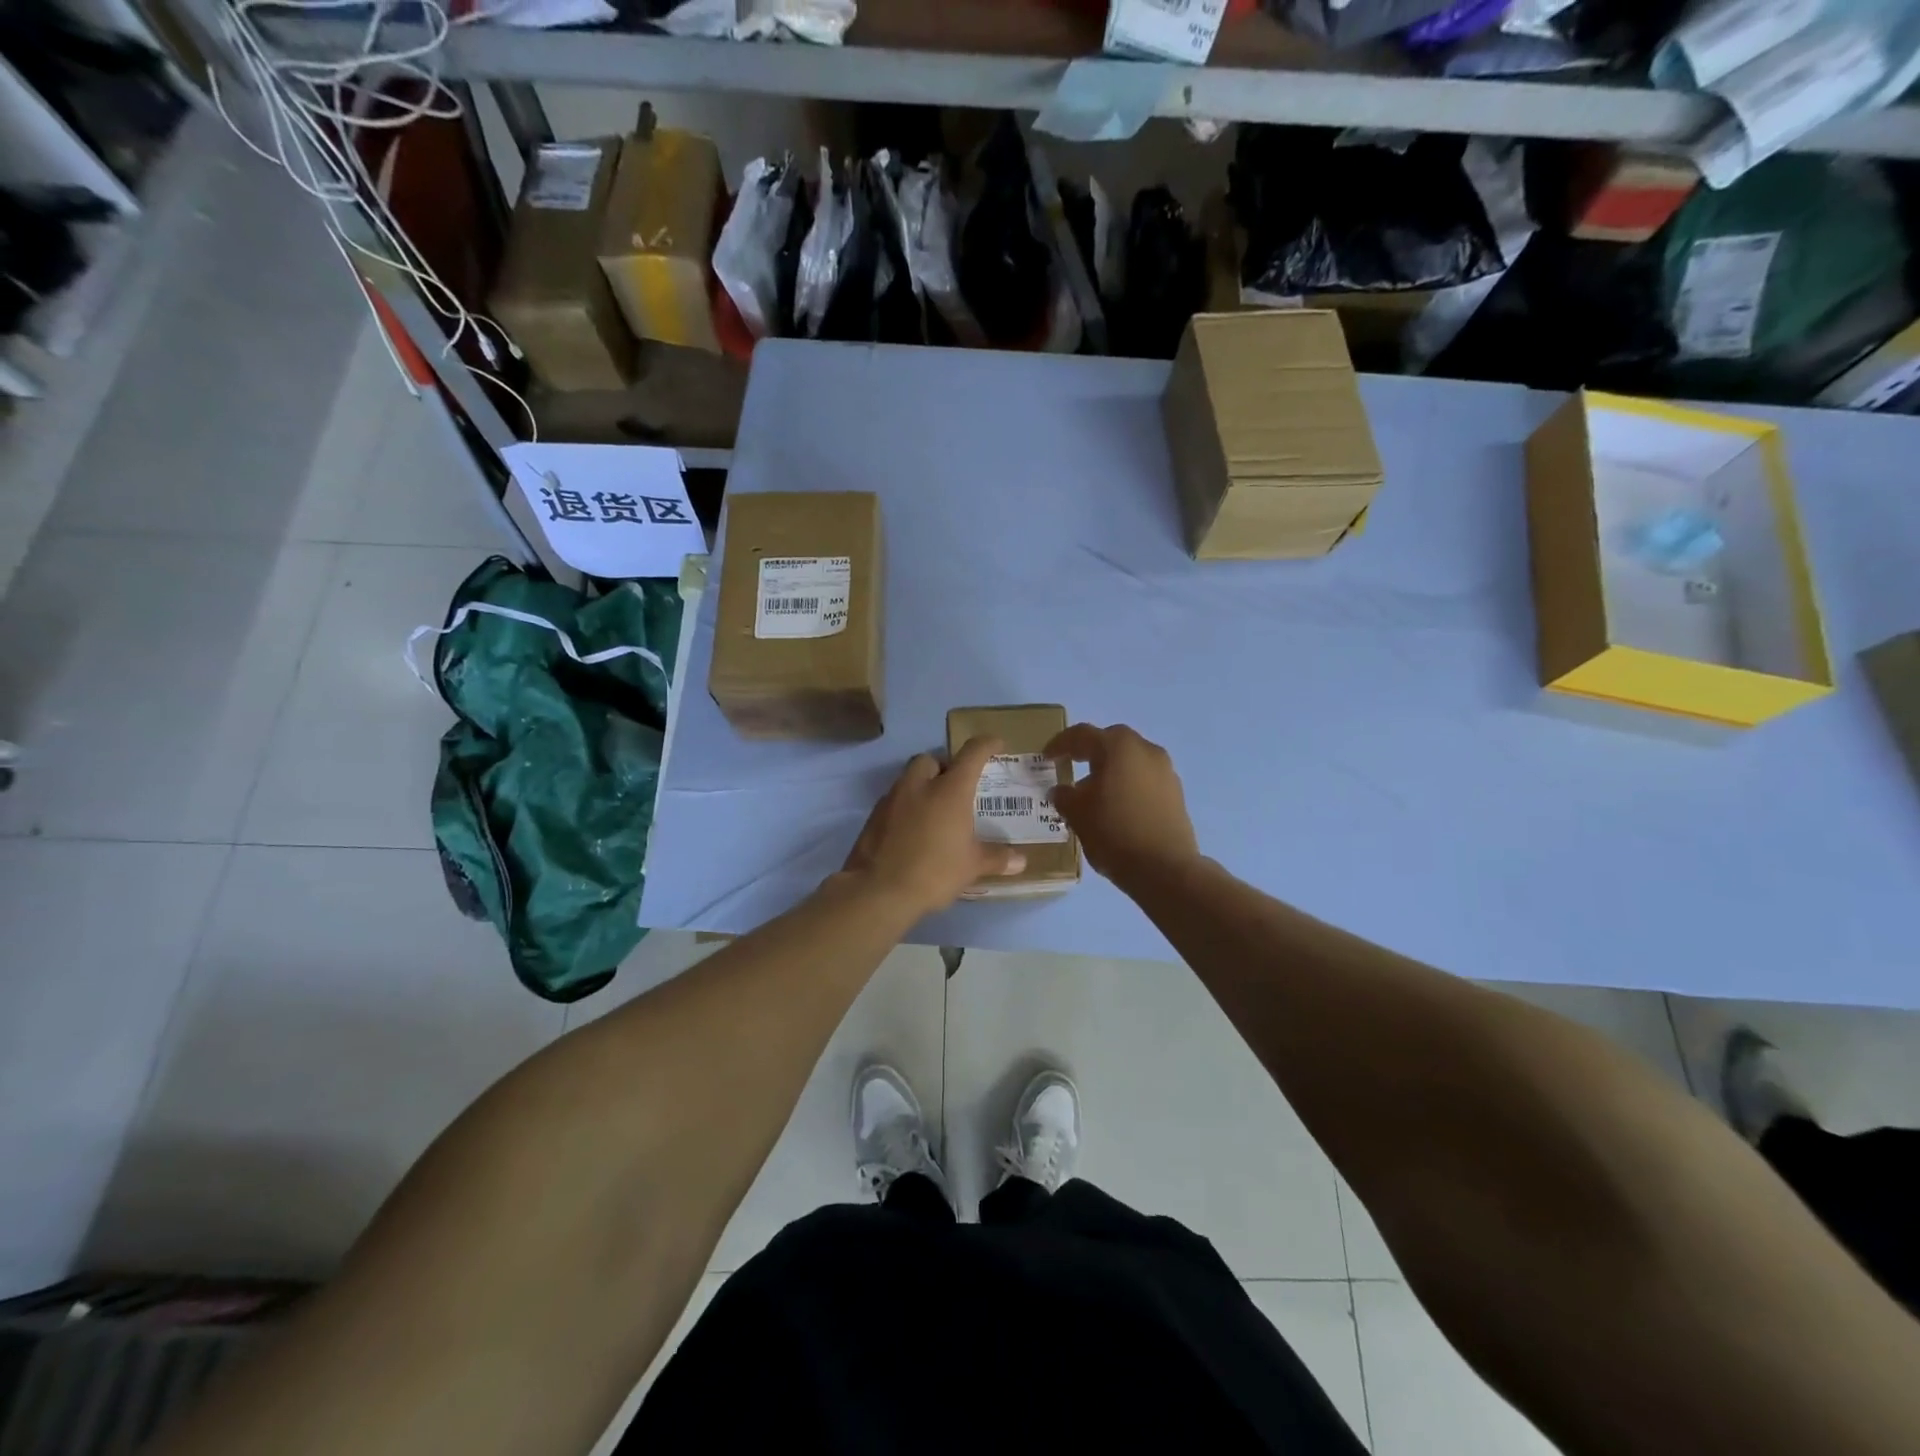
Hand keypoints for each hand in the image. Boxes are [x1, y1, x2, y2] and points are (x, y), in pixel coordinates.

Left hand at [841, 736, 1025, 916]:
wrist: (878, 891)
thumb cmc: (934, 871)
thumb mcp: (972, 867)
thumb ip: (997, 858)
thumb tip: (1021, 861)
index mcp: (949, 790)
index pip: (971, 753)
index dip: (986, 744)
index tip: (996, 744)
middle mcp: (919, 785)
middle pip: (931, 759)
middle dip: (944, 766)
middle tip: (957, 787)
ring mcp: (892, 799)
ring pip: (909, 778)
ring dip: (923, 785)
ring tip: (935, 810)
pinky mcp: (874, 816)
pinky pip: (894, 800)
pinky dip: (906, 806)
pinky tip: (913, 829)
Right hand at [1046, 723, 1198, 887]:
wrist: (1165, 869)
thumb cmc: (1114, 833)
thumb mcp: (1078, 815)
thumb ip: (1065, 797)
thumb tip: (1061, 790)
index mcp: (1118, 747)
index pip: (1082, 735)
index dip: (1060, 744)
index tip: (1046, 757)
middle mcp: (1146, 750)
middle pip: (1111, 742)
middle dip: (1089, 751)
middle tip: (1071, 765)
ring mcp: (1165, 770)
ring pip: (1131, 760)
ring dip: (1111, 768)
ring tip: (1094, 791)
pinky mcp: (1176, 792)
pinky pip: (1145, 778)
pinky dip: (1128, 783)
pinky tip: (1117, 806)